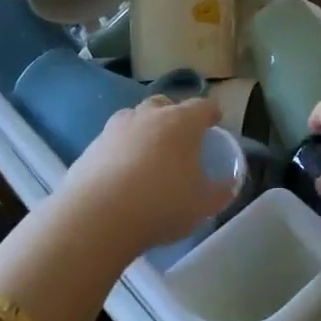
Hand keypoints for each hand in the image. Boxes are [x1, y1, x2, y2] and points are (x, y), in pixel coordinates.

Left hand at [58, 95, 232, 257]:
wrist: (97, 216)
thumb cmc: (161, 205)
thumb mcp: (202, 206)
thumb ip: (219, 192)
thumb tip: (228, 186)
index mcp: (182, 122)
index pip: (203, 106)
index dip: (211, 114)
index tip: (215, 123)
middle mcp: (150, 115)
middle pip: (166, 104)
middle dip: (174, 115)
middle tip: (180, 138)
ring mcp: (117, 127)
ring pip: (135, 118)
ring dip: (144, 129)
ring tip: (148, 155)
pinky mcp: (92, 145)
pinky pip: (113, 140)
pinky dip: (120, 150)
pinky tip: (121, 174)